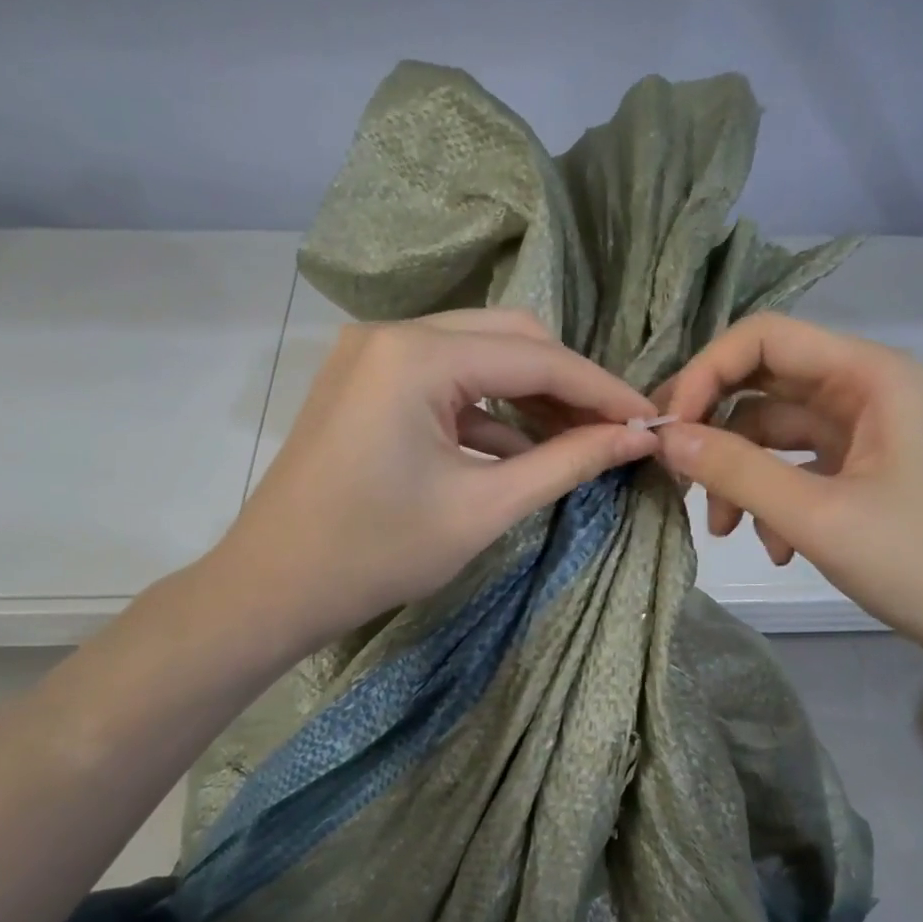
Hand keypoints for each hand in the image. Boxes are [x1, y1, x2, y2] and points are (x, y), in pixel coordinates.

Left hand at [213, 309, 658, 650]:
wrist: (272, 588)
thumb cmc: (376, 554)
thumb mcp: (483, 509)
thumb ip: (567, 463)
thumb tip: (636, 437)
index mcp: (417, 356)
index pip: (536, 357)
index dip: (601, 389)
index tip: (650, 419)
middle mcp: (393, 333)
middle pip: (509, 338)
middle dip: (567, 384)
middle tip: (614, 430)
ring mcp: (374, 354)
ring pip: (479, 355)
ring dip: (530, 395)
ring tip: (579, 441)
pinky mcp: (367, 381)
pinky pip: (446, 381)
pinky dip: (488, 410)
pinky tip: (524, 450)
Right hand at [654, 313, 922, 672]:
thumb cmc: (922, 563)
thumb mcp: (816, 516)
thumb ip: (735, 470)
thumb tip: (664, 438)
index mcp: (869, 375)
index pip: (763, 339)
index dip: (705, 373)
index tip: (667, 430)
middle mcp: (865, 391)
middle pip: (763, 385)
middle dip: (714, 429)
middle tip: (673, 473)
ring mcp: (864, 434)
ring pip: (772, 435)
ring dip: (738, 477)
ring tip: (721, 531)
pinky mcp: (861, 474)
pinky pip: (794, 470)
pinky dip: (770, 502)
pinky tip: (775, 550)